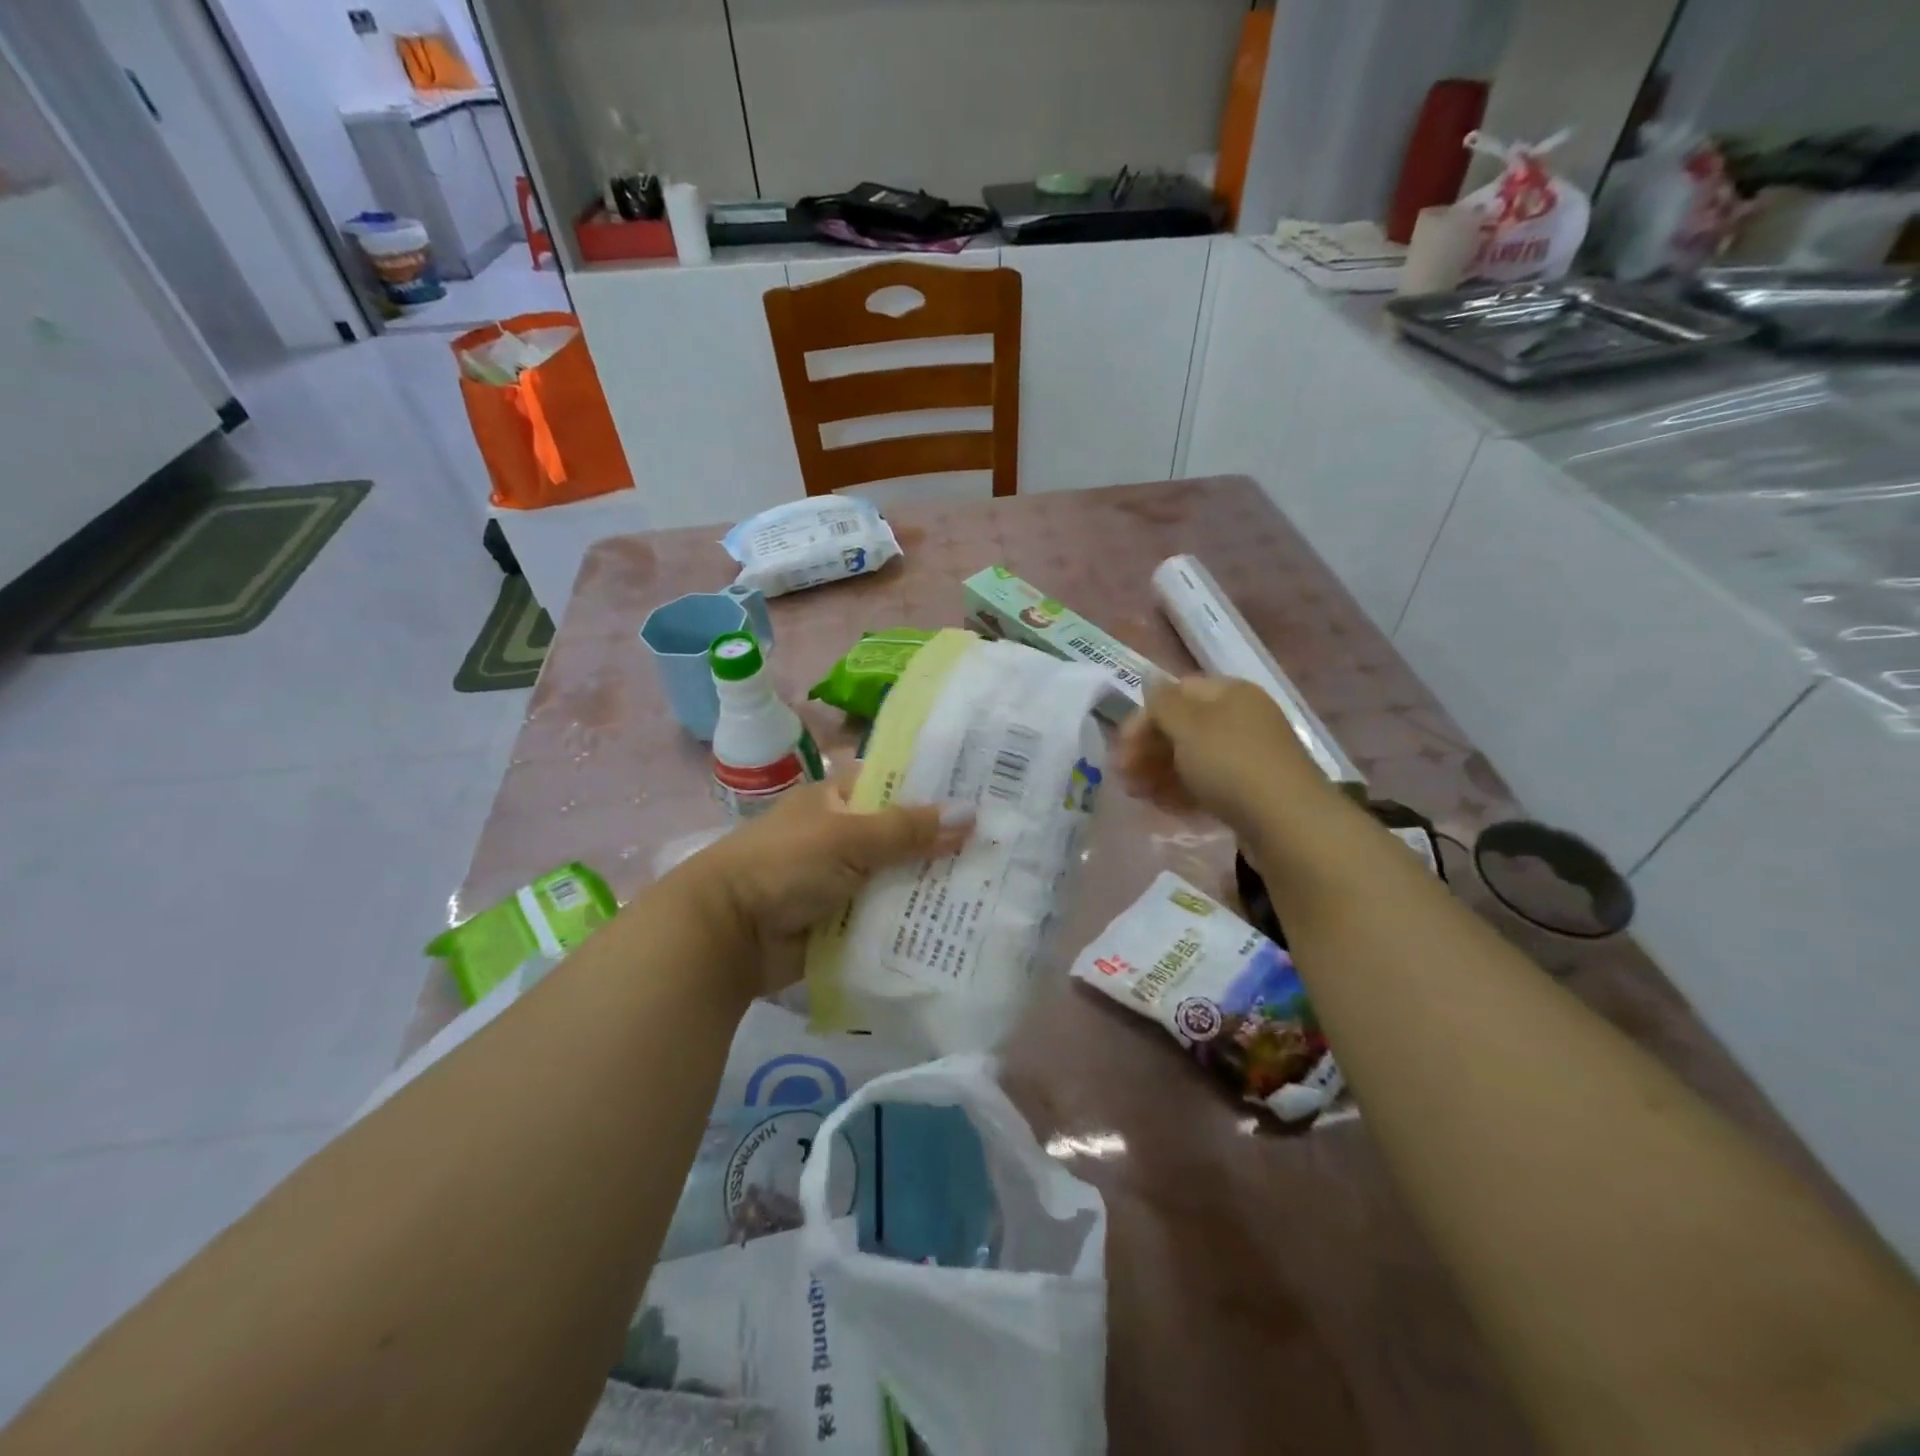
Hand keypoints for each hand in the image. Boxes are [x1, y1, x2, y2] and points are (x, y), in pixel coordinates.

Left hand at [675, 780, 971, 1001]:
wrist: (727, 935)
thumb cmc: (784, 865)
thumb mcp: (848, 837)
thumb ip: (908, 830)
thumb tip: (971, 814)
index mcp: (838, 798)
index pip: (895, 781)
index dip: (936, 784)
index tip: (986, 789)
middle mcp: (844, 835)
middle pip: (904, 834)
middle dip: (945, 842)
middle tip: (1006, 844)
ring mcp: (844, 879)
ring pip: (900, 877)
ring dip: (934, 885)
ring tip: (997, 886)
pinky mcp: (845, 920)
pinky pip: (889, 916)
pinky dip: (916, 920)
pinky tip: (962, 924)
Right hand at [1118, 676, 1328, 841]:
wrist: (1287, 823)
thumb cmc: (1231, 764)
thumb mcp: (1188, 726)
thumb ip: (1163, 703)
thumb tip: (1150, 680)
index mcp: (1230, 694)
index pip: (1176, 693)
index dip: (1144, 716)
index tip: (1121, 746)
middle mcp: (1241, 719)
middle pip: (1183, 727)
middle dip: (1147, 749)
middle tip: (1121, 776)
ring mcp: (1247, 757)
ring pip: (1192, 759)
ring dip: (1158, 773)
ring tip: (1136, 795)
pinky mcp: (1250, 791)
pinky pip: (1207, 785)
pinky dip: (1181, 792)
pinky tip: (1163, 808)